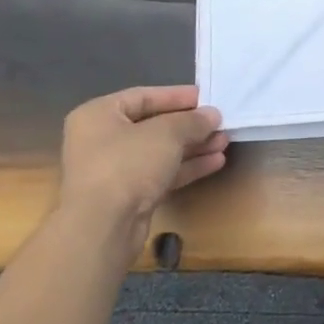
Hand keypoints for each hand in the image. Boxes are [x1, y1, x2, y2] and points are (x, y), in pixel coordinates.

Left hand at [58, 85, 227, 245]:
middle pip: (154, 125)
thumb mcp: (166, 134)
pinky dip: (186, 167)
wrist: (102, 227)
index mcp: (99, 115)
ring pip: (160, 152)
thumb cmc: (127, 165)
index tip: (207, 98)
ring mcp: (114, 171)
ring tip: (224, 142)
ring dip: (193, 147)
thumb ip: (192, 121)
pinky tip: (215, 162)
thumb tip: (212, 115)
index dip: (177, 96)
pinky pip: (160, 174)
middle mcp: (102, 140)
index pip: (143, 96)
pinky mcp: (127, 197)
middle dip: (190, 126)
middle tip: (220, 122)